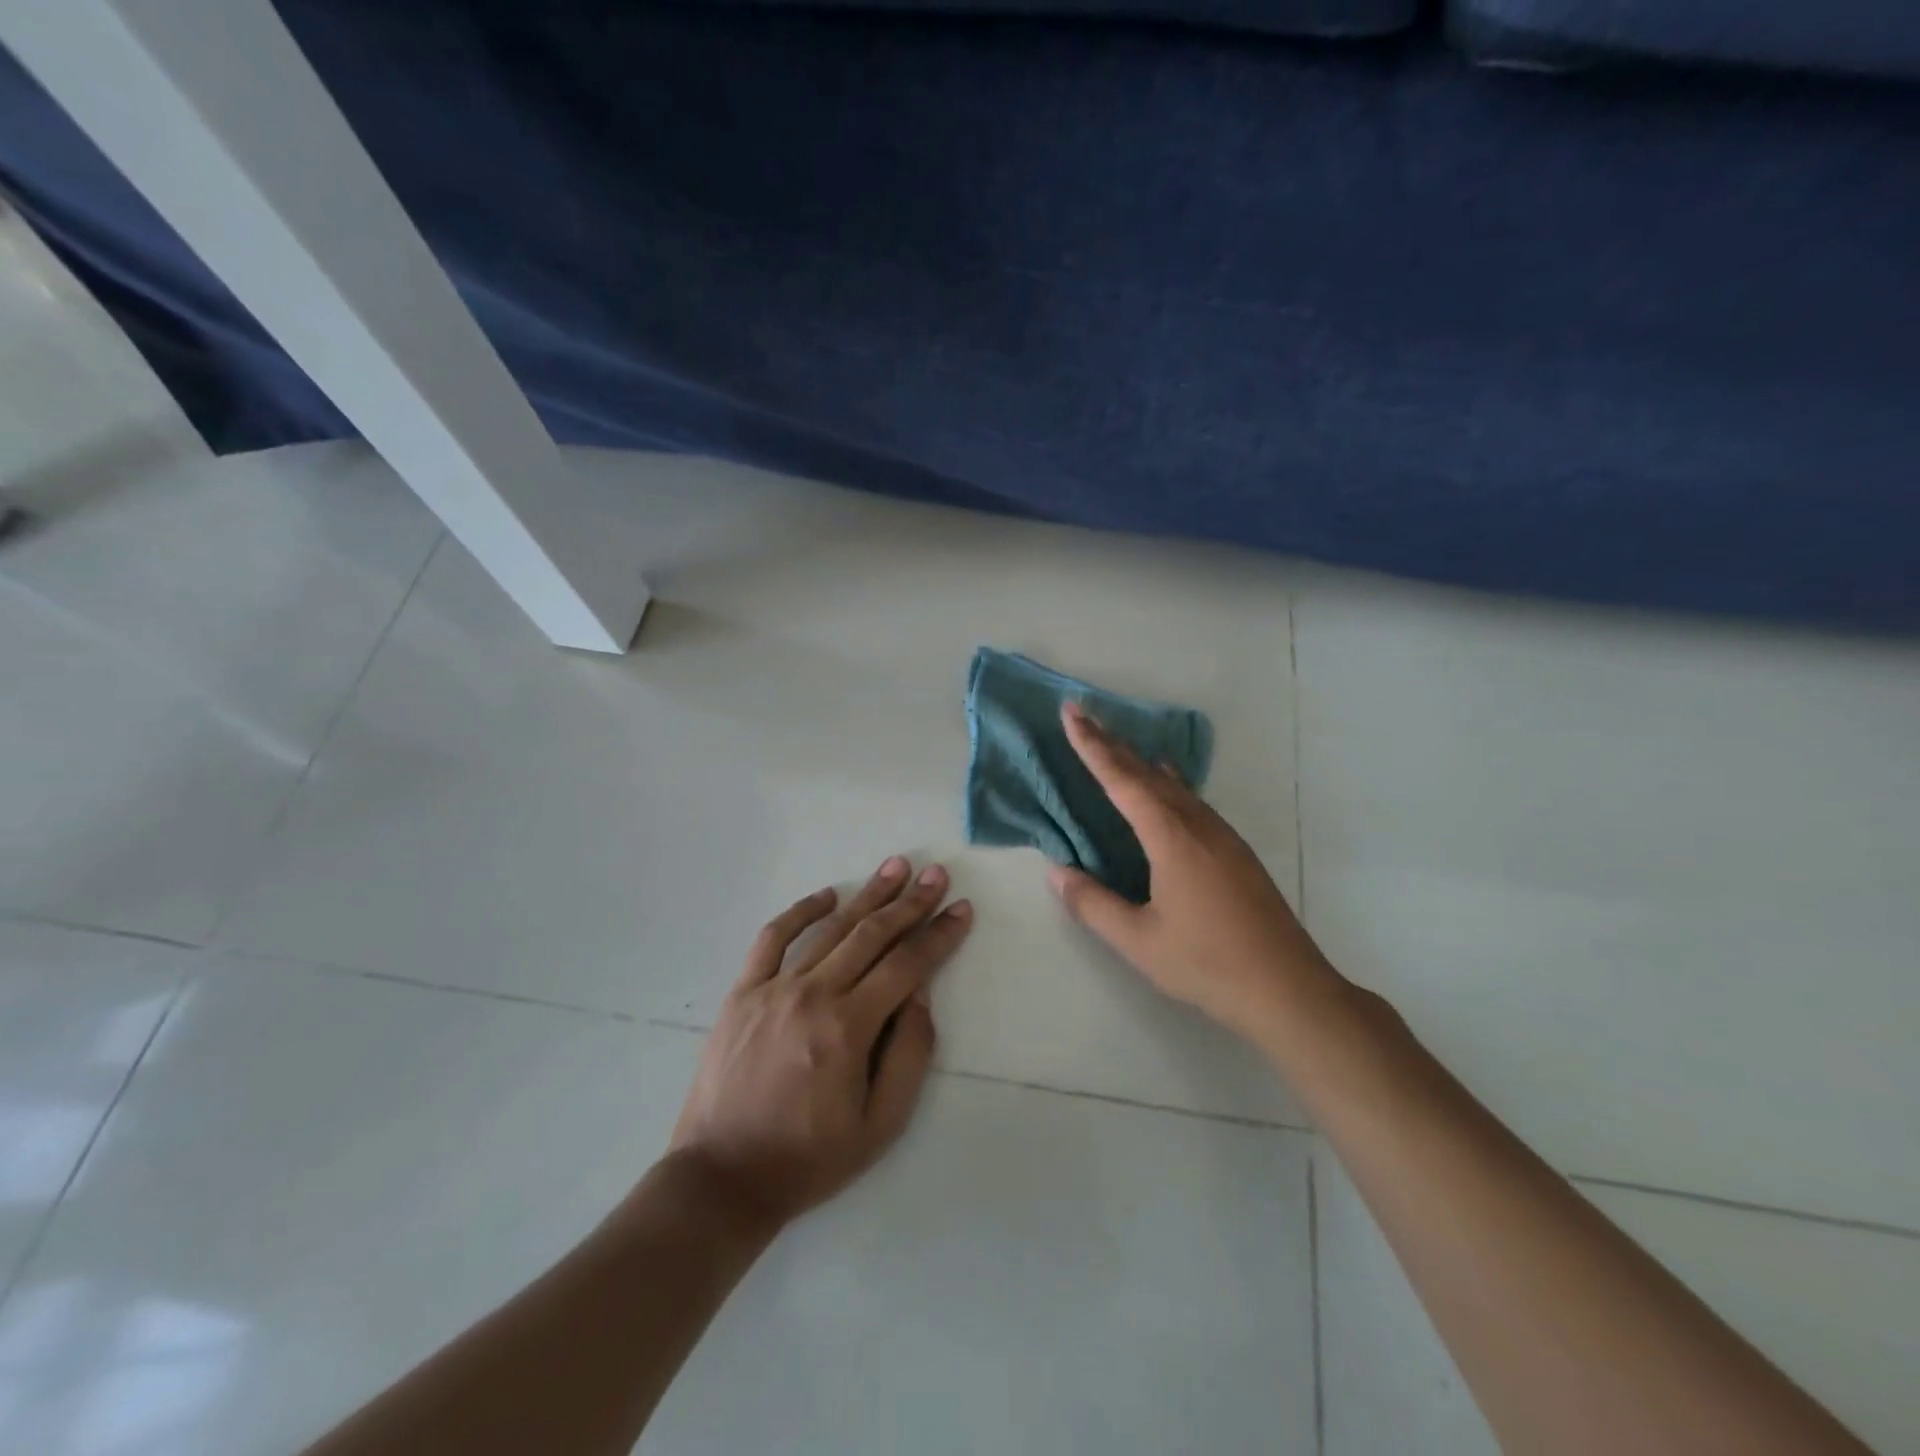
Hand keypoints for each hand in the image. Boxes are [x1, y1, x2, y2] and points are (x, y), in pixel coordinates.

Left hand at [669, 858, 971, 1229]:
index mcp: (849, 1028)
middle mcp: (814, 994)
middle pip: (872, 935)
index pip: (907, 965)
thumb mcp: (880, 1124)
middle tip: (936, 874)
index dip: (939, 934)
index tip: (961, 909)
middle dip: (911, 902)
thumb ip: (909, 1054)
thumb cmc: (809, 1158)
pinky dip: (801, 911)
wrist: (722, 1177)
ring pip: (830, 928)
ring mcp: (773, 988)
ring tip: (896, 867)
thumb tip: (920, 995)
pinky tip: (827, 894)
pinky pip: (773, 938)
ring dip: (868, 895)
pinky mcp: (743, 992)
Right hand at [1047, 702, 1339, 1042]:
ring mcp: (1222, 836)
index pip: (1123, 781)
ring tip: (1116, 744)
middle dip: (1112, 744)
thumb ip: (1093, 904)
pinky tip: (1167, 785)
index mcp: (1172, 838)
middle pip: (1148, 773)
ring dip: (1140, 762)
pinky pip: (1192, 800)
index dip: (1093, 747)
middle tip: (1084, 715)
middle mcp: (1198, 825)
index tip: (1072, 713)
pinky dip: (1167, 783)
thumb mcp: (1138, 941)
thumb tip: (1056, 872)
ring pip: (1173, 785)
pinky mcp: (1235, 851)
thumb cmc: (1207, 964)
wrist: (1289, 989)